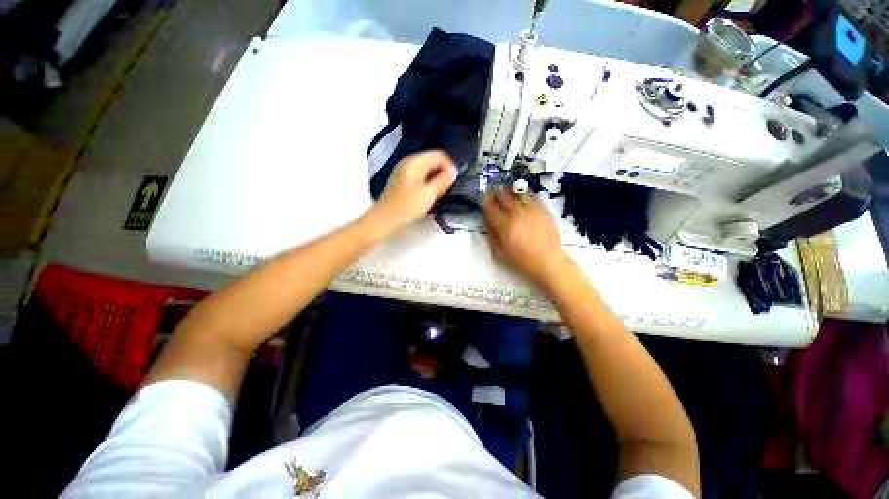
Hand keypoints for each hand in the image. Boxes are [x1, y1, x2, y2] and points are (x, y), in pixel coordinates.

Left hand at [370, 151, 457, 234]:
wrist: (385, 220)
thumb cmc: (407, 207)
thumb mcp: (428, 194)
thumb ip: (442, 181)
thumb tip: (454, 171)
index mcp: (414, 162)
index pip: (438, 155)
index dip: (449, 166)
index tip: (453, 181)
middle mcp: (409, 163)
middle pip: (432, 161)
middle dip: (443, 173)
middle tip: (447, 189)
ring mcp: (405, 172)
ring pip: (427, 171)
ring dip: (436, 180)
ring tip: (439, 194)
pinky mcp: (403, 182)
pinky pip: (421, 178)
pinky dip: (428, 184)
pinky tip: (429, 196)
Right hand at [483, 189, 570, 285]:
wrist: (548, 261)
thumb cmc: (521, 260)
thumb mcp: (499, 253)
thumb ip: (491, 234)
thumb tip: (486, 219)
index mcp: (504, 225)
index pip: (491, 207)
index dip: (486, 200)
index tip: (485, 198)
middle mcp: (516, 213)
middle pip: (504, 196)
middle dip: (497, 192)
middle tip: (494, 192)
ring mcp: (530, 210)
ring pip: (517, 193)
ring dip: (510, 191)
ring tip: (507, 191)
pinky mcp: (542, 209)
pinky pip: (532, 196)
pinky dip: (525, 193)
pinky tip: (522, 194)